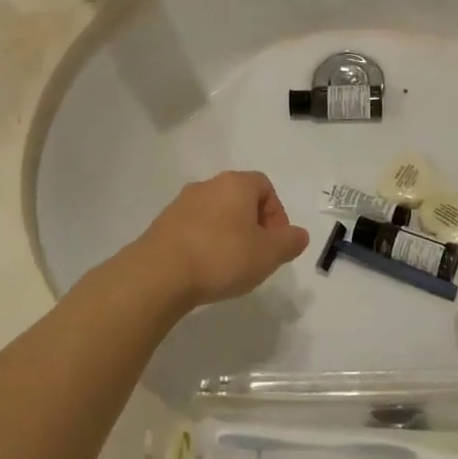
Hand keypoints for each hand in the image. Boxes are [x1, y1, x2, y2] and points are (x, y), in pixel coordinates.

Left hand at [130, 171, 308, 310]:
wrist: (159, 274)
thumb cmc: (221, 257)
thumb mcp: (268, 254)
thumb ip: (289, 242)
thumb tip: (299, 235)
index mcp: (236, 184)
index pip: (265, 186)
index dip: (276, 214)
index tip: (276, 243)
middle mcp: (208, 185)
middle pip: (240, 199)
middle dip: (253, 225)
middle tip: (257, 255)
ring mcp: (181, 203)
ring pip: (216, 214)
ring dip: (228, 235)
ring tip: (230, 266)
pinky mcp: (162, 224)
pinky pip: (194, 228)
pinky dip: (205, 243)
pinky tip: (204, 269)